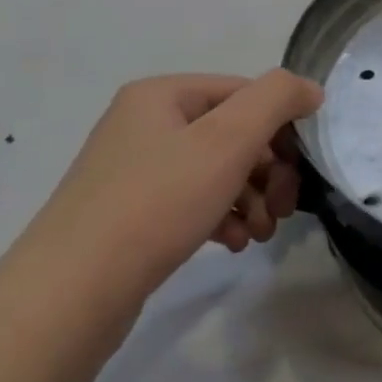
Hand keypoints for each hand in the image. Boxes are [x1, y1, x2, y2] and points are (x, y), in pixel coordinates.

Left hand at [7, 71, 324, 303]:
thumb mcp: (229, 139)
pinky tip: (234, 244)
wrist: (71, 292)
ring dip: (253, 199)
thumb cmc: (157, 203)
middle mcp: (146, 124)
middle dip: (271, 171)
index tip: (301, 171)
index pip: (248, 94)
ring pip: (219, 171)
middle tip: (286, 208)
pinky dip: (223, 218)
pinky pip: (194, 201)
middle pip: (235, 134)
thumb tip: (310, 89)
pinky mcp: (132, 212)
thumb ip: (277, 99)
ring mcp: (135, 170)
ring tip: (262, 234)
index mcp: (163, 95)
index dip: (283, 128)